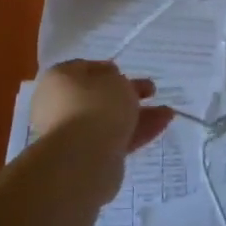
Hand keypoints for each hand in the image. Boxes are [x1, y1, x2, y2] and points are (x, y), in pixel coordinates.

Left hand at [29, 61, 174, 155]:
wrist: (82, 157)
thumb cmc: (96, 105)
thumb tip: (112, 82)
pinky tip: (161, 126)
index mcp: (58, 80)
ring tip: (167, 112)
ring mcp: (73, 133)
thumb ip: (117, 78)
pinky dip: (136, 132)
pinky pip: (114, 139)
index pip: (82, 69)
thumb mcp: (115, 80)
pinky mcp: (87, 156)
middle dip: (128, 93)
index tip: (126, 72)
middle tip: (151, 91)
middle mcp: (59, 106)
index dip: (107, 69)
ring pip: (109, 120)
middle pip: (98, 96)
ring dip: (138, 114)